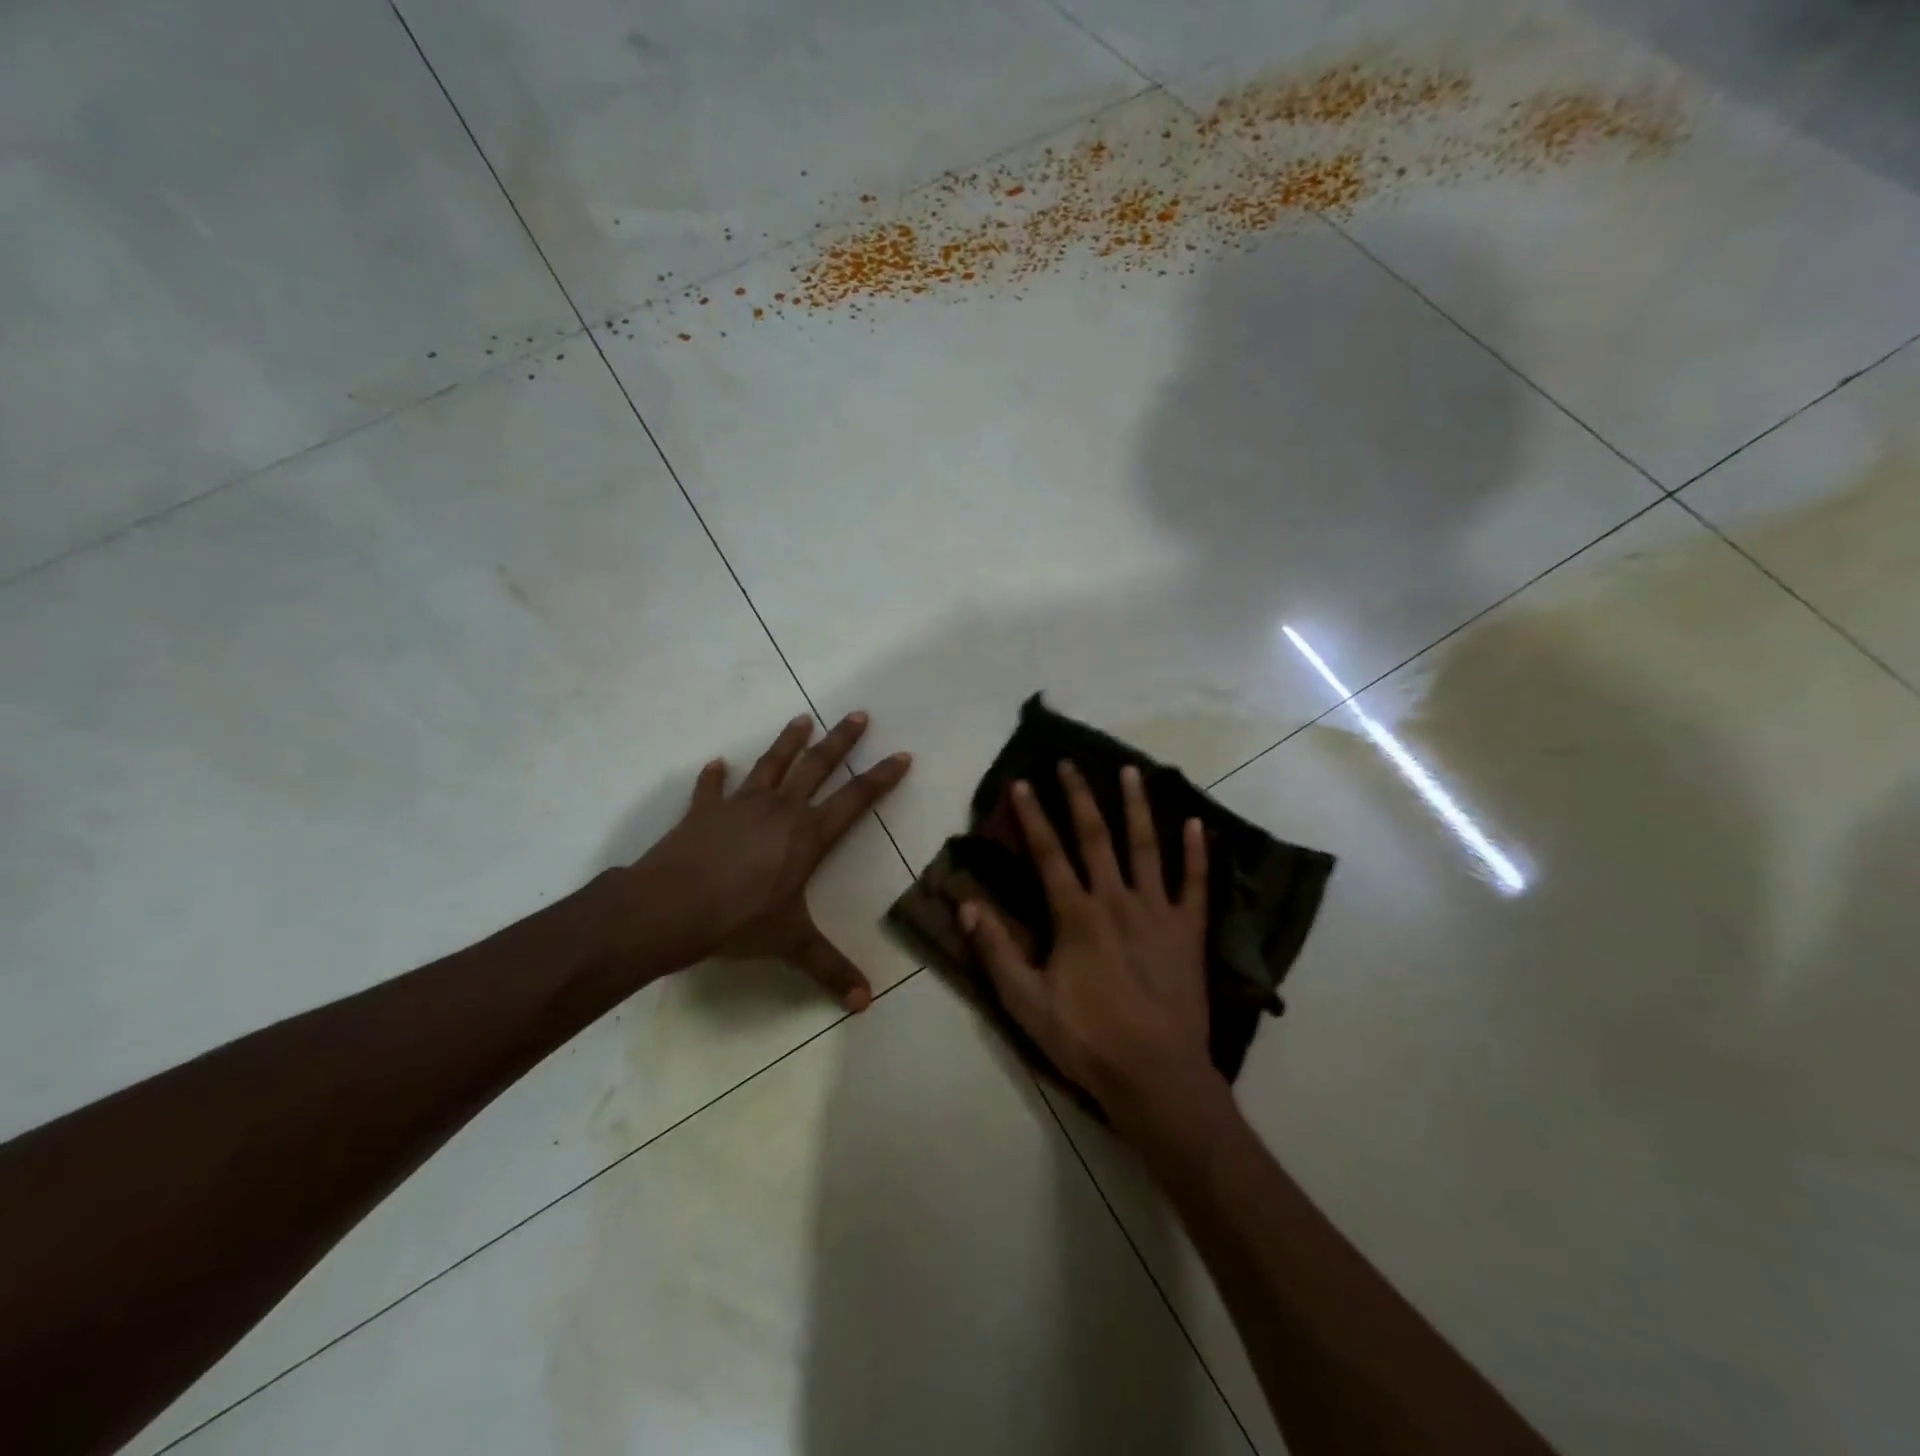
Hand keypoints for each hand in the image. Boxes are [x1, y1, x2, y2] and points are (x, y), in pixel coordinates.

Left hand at [626, 712, 910, 1008]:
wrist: (669, 908)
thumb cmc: (738, 921)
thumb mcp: (791, 944)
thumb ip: (829, 969)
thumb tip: (866, 1004)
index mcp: (807, 835)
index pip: (855, 800)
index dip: (881, 778)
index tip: (901, 755)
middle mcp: (779, 810)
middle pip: (817, 766)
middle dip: (840, 741)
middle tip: (858, 715)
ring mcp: (739, 805)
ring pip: (771, 764)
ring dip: (788, 741)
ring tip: (802, 719)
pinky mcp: (704, 811)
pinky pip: (712, 788)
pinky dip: (715, 776)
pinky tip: (717, 763)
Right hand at [960, 761, 1223, 1134]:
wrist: (1157, 1076)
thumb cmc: (1087, 1040)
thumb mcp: (1027, 1003)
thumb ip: (996, 952)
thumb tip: (965, 905)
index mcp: (1076, 916)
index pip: (1049, 853)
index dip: (1033, 816)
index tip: (1023, 782)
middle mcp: (1116, 900)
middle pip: (1096, 837)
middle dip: (1080, 797)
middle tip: (1070, 763)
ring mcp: (1158, 912)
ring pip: (1146, 847)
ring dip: (1137, 806)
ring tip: (1131, 770)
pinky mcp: (1189, 931)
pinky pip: (1196, 883)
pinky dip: (1197, 853)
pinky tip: (1197, 824)